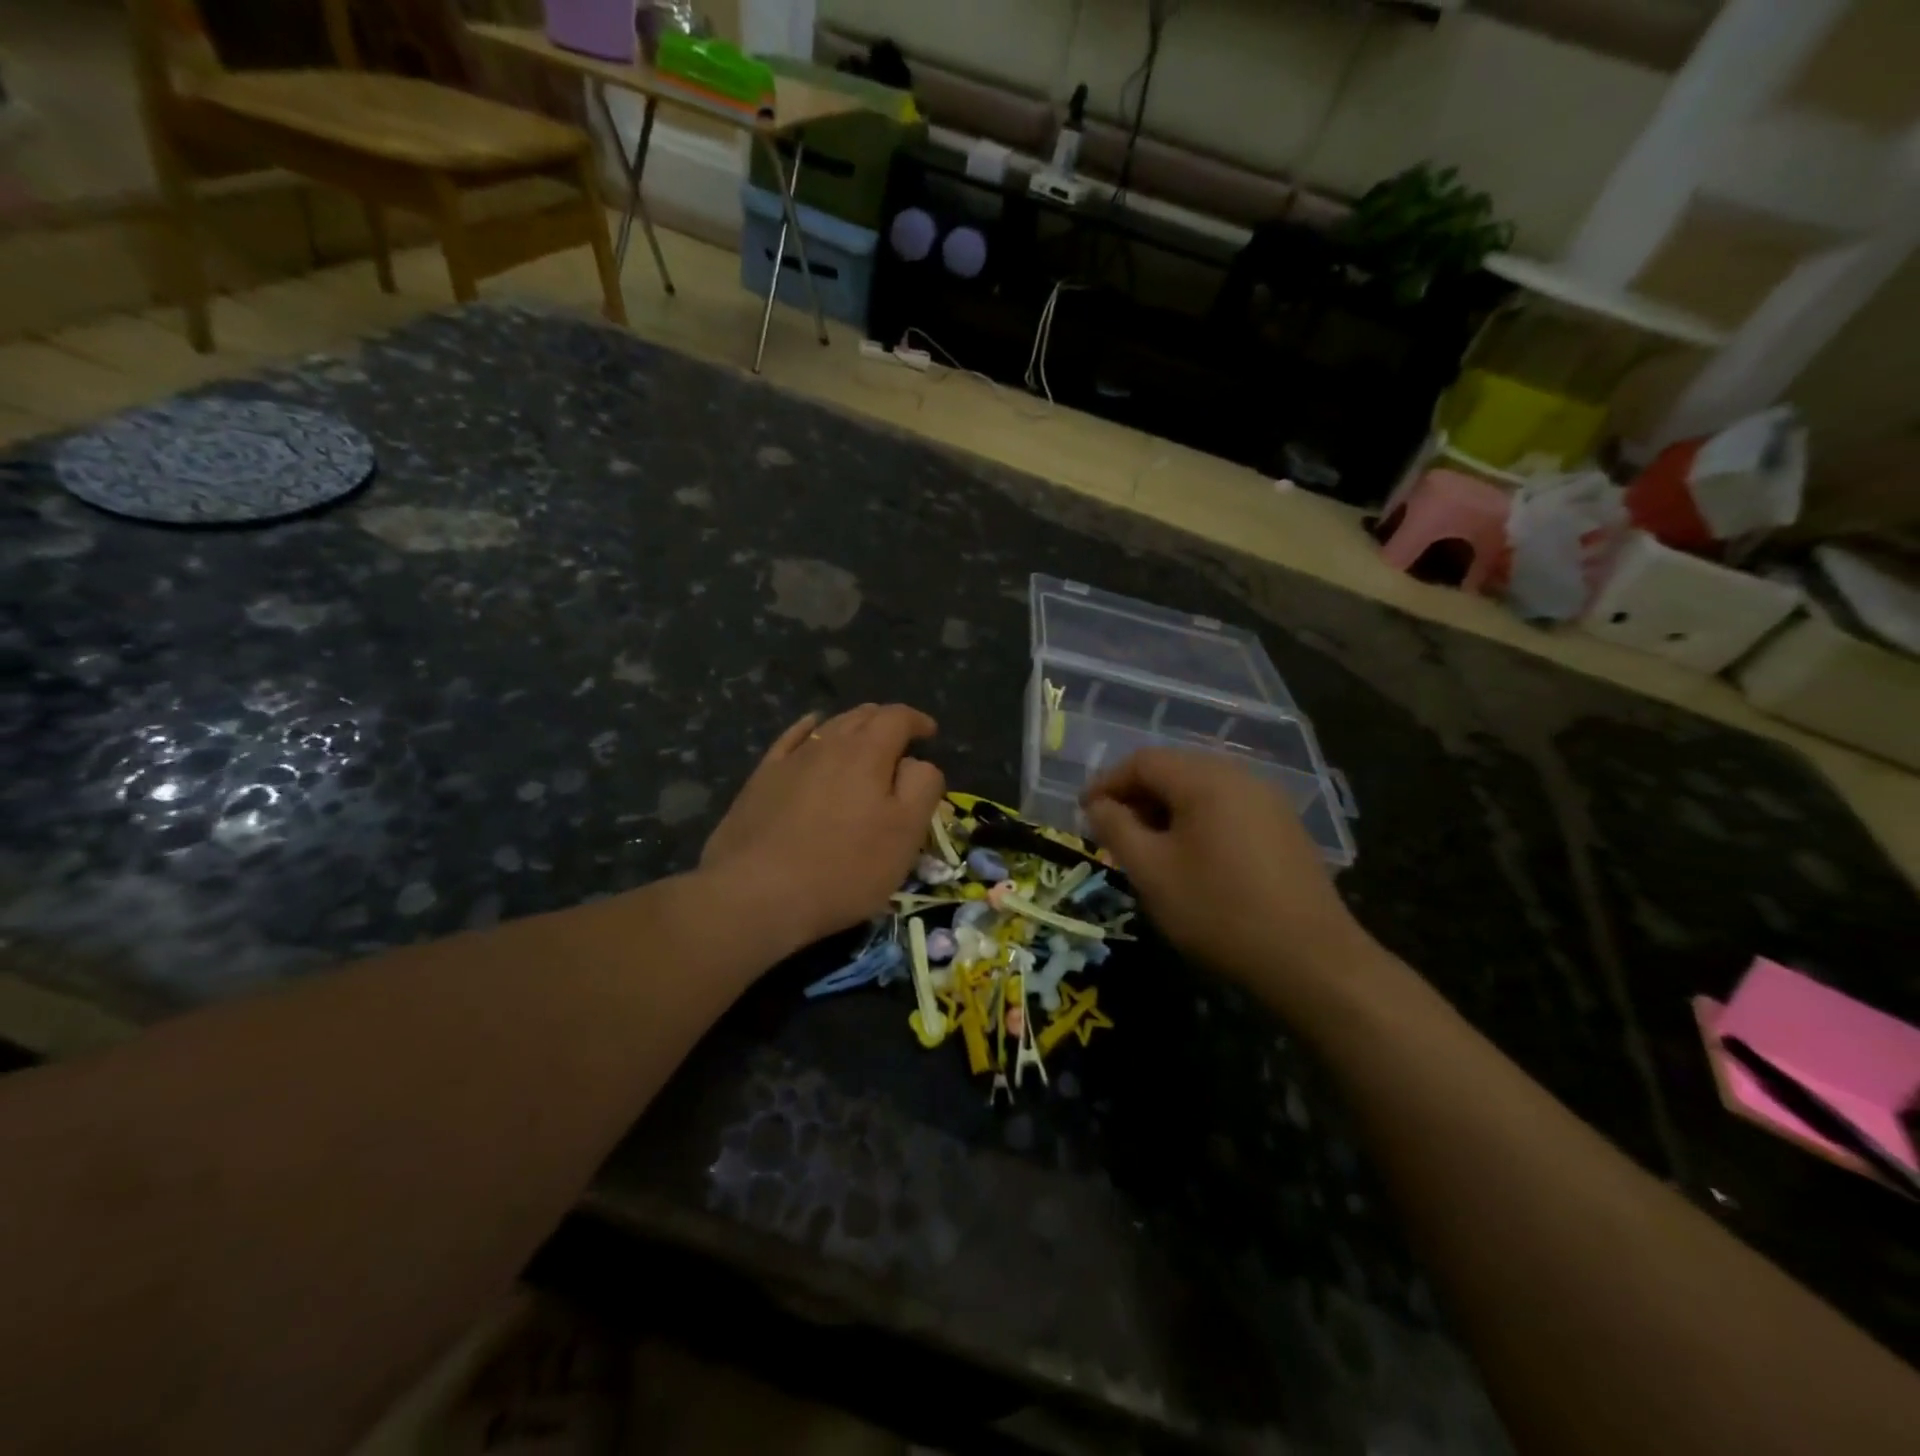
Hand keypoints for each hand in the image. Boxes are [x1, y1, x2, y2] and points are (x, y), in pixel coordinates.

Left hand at [702, 704, 945, 950]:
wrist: (757, 894)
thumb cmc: (845, 867)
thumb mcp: (905, 833)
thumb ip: (921, 787)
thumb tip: (916, 763)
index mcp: (868, 752)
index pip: (897, 717)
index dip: (917, 720)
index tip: (930, 733)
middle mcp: (828, 744)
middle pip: (862, 716)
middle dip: (886, 721)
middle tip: (900, 739)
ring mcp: (790, 760)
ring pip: (828, 726)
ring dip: (852, 726)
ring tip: (863, 737)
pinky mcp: (761, 779)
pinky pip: (790, 740)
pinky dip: (808, 729)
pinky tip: (810, 729)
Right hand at [1081, 749, 1371, 1003]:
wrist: (1311, 959)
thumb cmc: (1217, 910)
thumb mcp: (1151, 871)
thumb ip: (1116, 829)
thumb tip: (1098, 805)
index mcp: (1206, 779)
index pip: (1143, 761)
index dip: (1107, 783)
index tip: (1084, 813)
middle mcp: (1240, 776)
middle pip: (1174, 769)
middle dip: (1136, 795)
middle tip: (1112, 831)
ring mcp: (1269, 801)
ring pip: (1201, 789)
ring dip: (1165, 809)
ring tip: (1146, 847)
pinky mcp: (1284, 827)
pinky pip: (1227, 808)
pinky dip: (1197, 821)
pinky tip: (1190, 857)